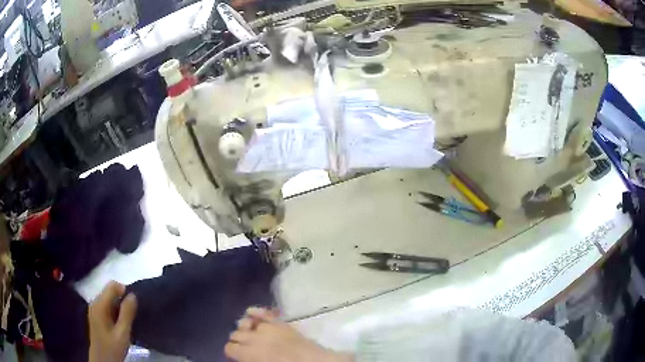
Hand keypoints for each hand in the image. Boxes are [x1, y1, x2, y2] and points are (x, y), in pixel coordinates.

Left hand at [88, 281, 136, 361]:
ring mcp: (94, 308)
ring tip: (127, 322)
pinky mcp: (96, 315)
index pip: (112, 285)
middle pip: (110, 291)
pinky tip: (120, 325)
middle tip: (132, 317)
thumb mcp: (122, 333)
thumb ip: (127, 314)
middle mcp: (95, 302)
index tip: (133, 306)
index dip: (124, 291)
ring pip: (109, 299)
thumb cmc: (112, 348)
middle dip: (122, 300)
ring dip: (119, 307)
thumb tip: (133, 295)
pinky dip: (115, 312)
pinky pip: (107, 306)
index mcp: (100, 304)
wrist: (102, 360)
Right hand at [225, 307, 351, 361]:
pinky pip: (263, 312)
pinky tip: (251, 313)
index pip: (229, 347)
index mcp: (247, 353)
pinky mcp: (279, 322)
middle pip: (235, 334)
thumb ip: (248, 360)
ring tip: (247, 333)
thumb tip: (242, 357)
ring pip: (245, 322)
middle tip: (243, 347)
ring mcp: (266, 327)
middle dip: (237, 340)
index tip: (235, 355)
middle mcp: (252, 338)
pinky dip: (256, 312)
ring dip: (244, 327)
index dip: (231, 352)